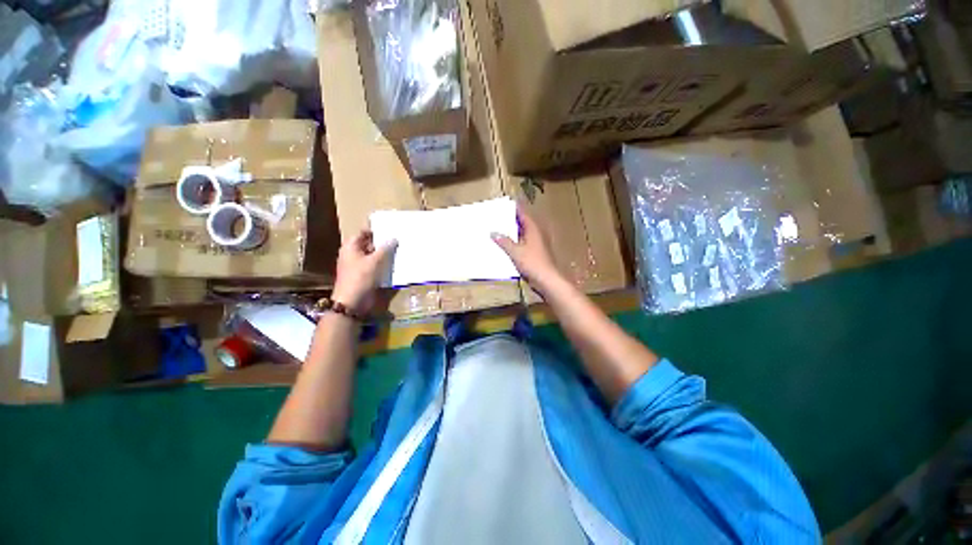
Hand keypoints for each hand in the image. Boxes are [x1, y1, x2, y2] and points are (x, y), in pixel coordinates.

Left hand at [332, 230, 396, 313]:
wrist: (353, 301)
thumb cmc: (361, 277)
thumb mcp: (375, 261)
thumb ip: (385, 248)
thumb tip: (394, 238)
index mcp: (351, 247)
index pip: (363, 232)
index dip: (375, 229)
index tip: (390, 227)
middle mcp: (353, 254)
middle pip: (369, 244)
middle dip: (382, 242)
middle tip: (398, 237)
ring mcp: (358, 265)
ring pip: (373, 255)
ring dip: (384, 254)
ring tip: (399, 249)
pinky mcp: (364, 275)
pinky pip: (375, 266)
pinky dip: (383, 264)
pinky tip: (395, 263)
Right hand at [492, 206, 562, 292]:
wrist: (546, 280)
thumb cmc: (532, 263)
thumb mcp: (515, 252)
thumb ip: (504, 242)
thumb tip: (493, 232)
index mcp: (533, 229)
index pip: (523, 214)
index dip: (514, 209)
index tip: (503, 205)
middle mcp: (536, 234)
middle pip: (522, 223)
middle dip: (511, 220)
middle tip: (496, 217)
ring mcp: (537, 244)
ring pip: (522, 234)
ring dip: (512, 233)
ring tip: (498, 230)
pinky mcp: (535, 254)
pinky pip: (523, 244)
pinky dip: (515, 243)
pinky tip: (505, 246)